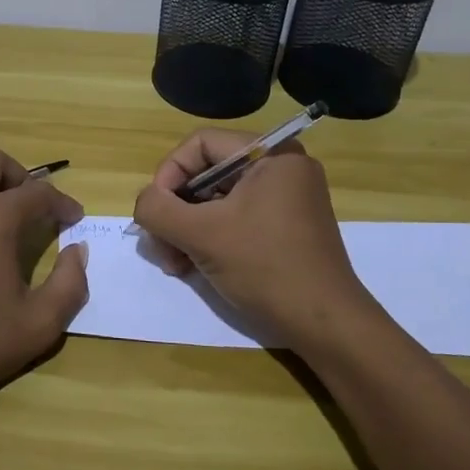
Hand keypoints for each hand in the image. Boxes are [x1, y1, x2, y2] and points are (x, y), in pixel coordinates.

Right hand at [131, 130, 378, 352]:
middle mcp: (281, 169)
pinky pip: (234, 219)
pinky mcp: (284, 228)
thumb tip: (144, 202)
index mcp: (272, 155)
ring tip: (173, 263)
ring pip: (217, 200)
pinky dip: (209, 238)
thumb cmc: (266, 267)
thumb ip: (159, 209)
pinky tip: (190, 267)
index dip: (169, 173)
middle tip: (159, 245)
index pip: (201, 144)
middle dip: (176, 210)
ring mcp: (285, 200)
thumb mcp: (203, 235)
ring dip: (186, 229)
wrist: (325, 325)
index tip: (156, 211)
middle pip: (207, 173)